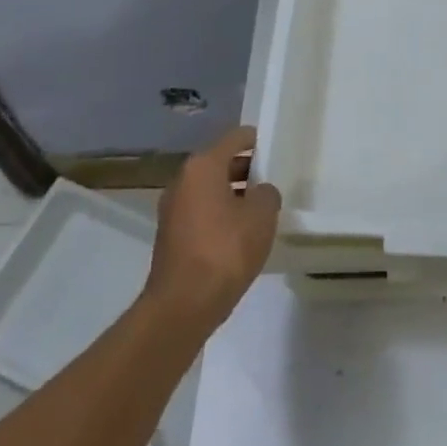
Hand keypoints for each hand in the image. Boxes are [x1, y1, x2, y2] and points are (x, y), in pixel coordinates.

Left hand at [146, 125, 280, 328]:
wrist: (181, 308)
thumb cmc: (224, 250)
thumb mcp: (262, 215)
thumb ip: (267, 194)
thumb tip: (259, 193)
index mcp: (203, 166)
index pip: (236, 138)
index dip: (258, 141)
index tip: (276, 151)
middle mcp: (183, 180)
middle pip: (221, 163)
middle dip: (247, 170)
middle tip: (272, 183)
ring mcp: (172, 210)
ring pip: (210, 190)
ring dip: (233, 195)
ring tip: (259, 211)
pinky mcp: (170, 237)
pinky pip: (202, 213)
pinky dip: (220, 216)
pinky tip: (239, 236)